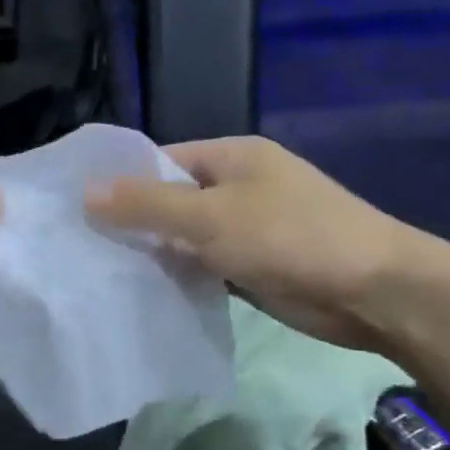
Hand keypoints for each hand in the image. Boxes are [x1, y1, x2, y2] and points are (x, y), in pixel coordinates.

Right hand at [86, 136, 421, 349]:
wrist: (373, 291)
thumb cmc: (290, 237)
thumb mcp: (210, 216)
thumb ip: (148, 205)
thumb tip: (86, 191)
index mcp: (231, 157)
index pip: (161, 160)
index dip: (120, 182)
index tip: (77, 209)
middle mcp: (237, 186)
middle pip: (171, 199)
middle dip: (132, 222)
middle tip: (81, 246)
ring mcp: (247, 228)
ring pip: (185, 236)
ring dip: (154, 253)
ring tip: (100, 272)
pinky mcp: (253, 266)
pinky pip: (204, 265)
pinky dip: (179, 275)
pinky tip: (143, 293)